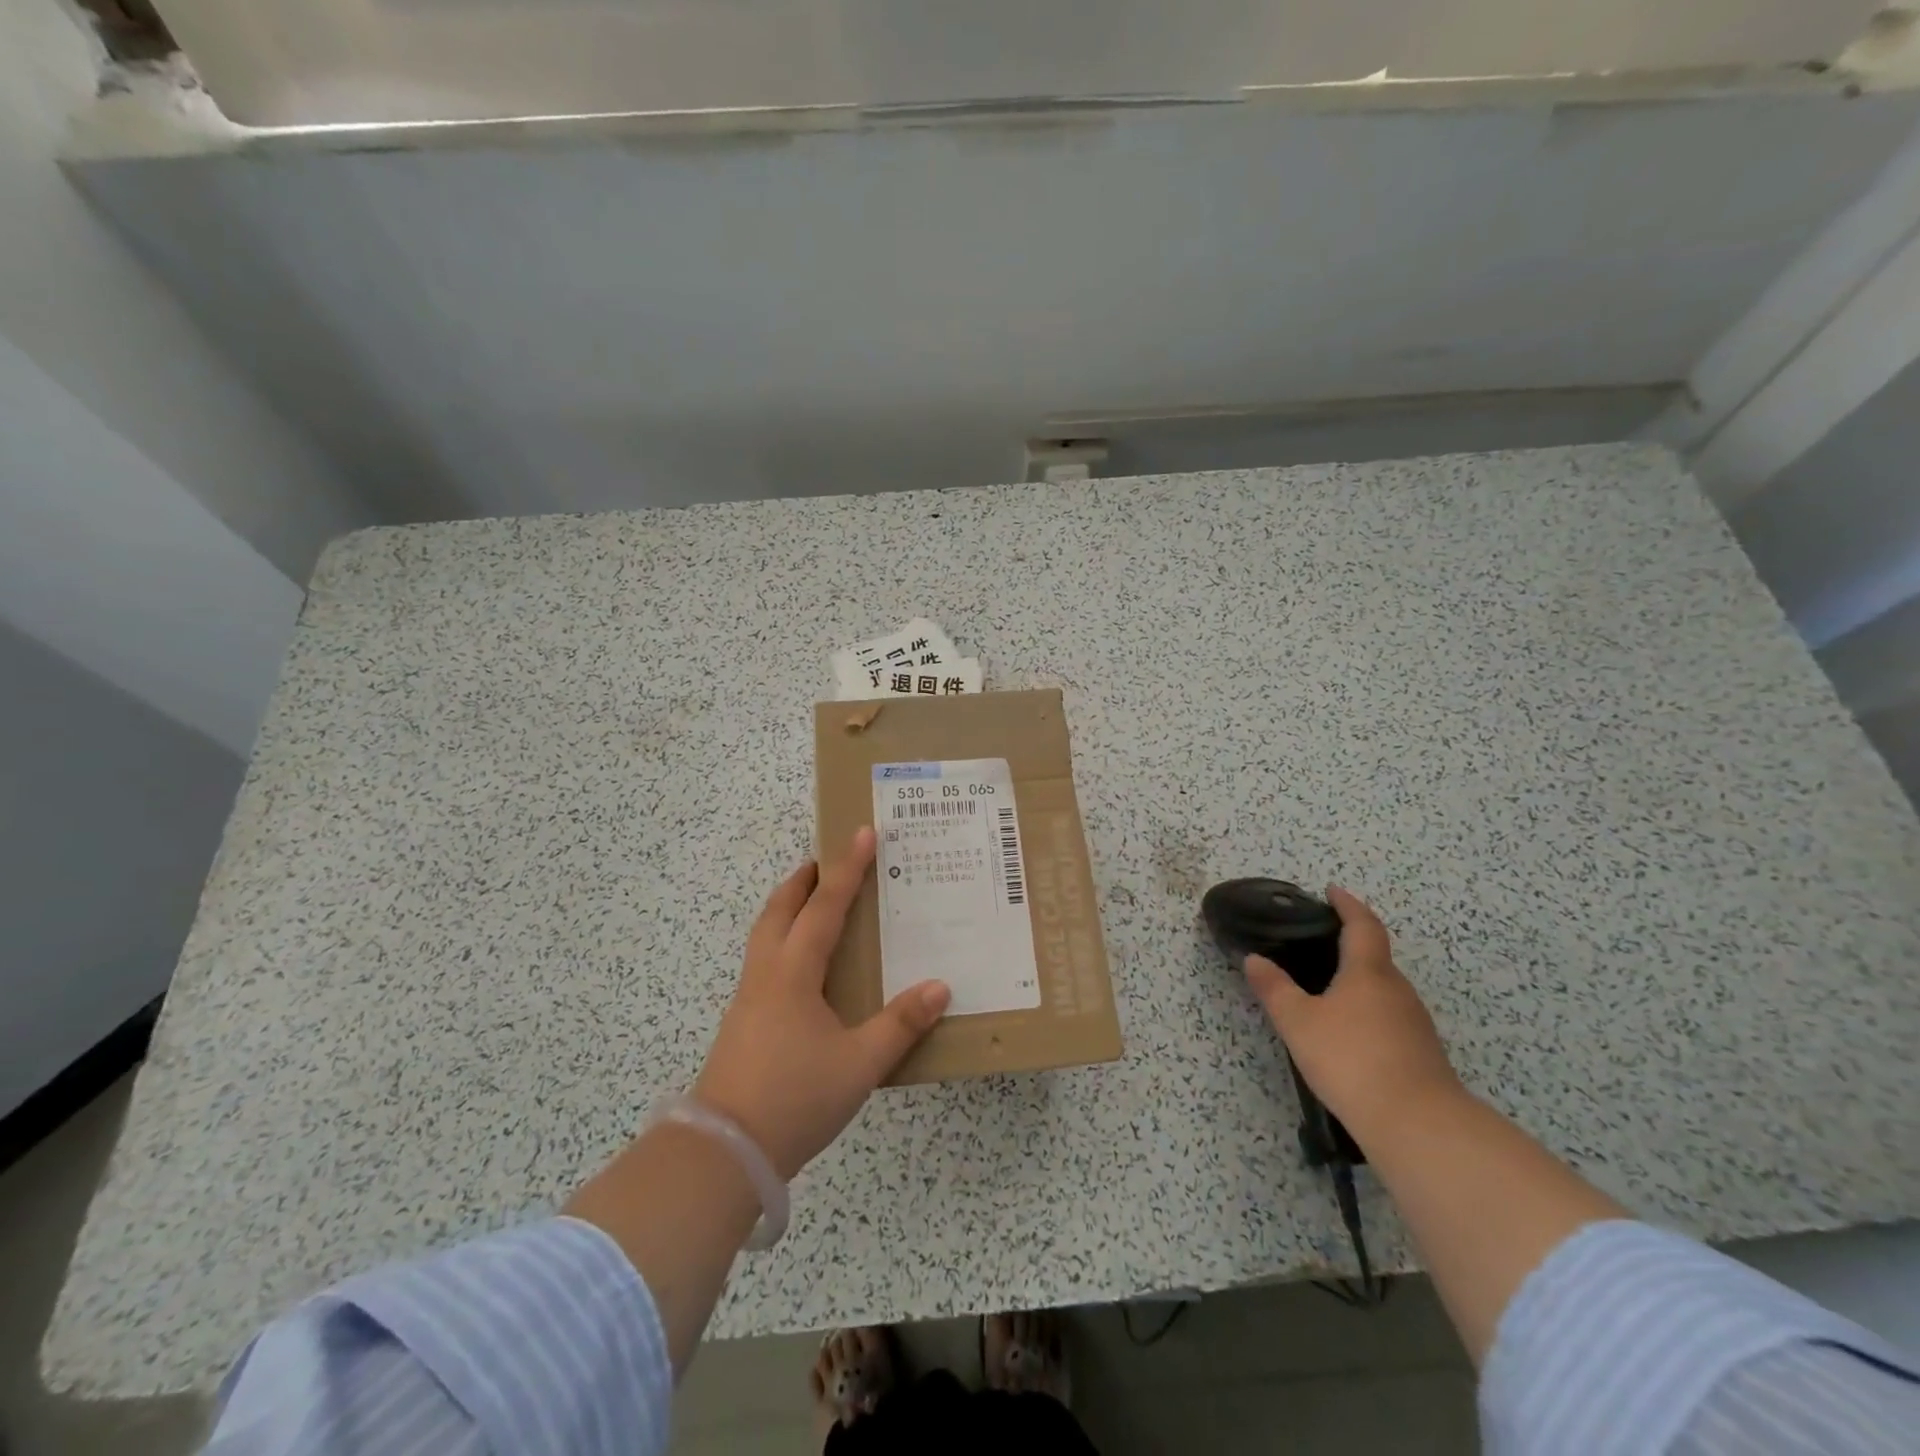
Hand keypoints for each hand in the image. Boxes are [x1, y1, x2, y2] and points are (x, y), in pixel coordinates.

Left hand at [693, 827, 950, 1179]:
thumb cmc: (795, 1098)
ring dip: (787, 907)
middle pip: (780, 910)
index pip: (825, 906)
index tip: (862, 833)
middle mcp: (767, 974)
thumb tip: (939, 987)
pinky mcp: (742, 1022)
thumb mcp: (859, 1064)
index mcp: (794, 973)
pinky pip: (763, 961)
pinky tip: (799, 966)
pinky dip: (782, 939)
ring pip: (765, 934)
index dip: (847, 869)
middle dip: (803, 880)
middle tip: (826, 861)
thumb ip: (900, 1024)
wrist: (723, 1153)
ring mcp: (748, 999)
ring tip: (810, 901)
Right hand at [1244, 886, 1463, 1142]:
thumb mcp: (1298, 1021)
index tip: (1332, 891)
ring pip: (1383, 988)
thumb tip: (1254, 959)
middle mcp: (1397, 989)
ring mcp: (1414, 1022)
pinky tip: (1349, 1031)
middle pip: (1376, 956)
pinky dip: (1368, 1010)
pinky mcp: (1421, 1052)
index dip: (1347, 904)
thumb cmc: (1351, 1058)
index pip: (1362, 925)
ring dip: (1359, 980)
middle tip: (1319, 942)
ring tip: (1327, 987)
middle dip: (1350, 944)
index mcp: (1369, 971)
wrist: (1417, 1124)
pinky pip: (1389, 1016)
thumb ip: (1274, 988)